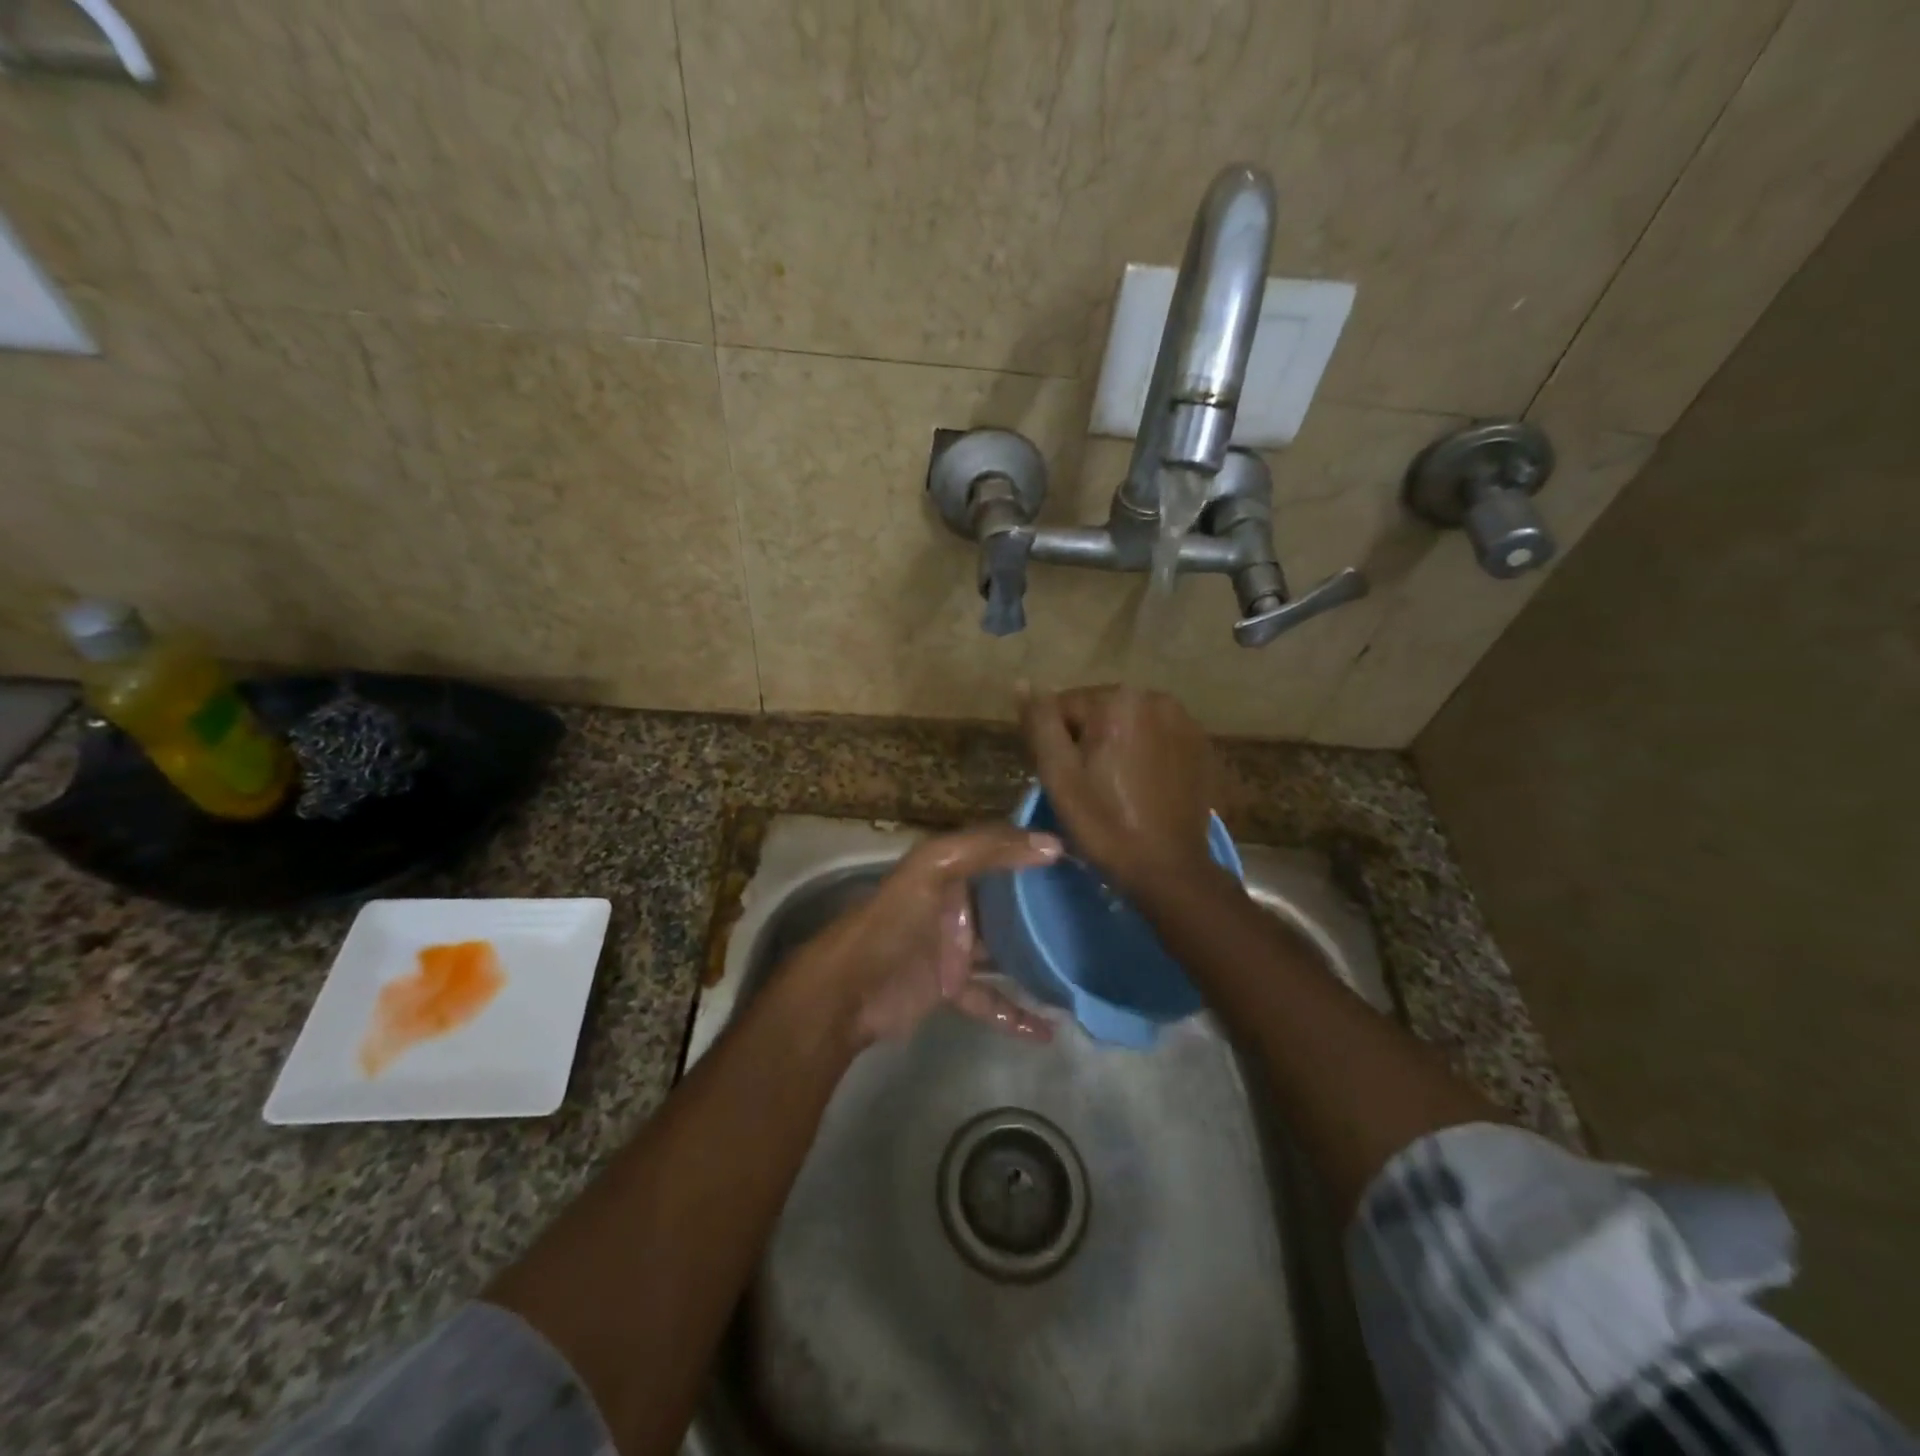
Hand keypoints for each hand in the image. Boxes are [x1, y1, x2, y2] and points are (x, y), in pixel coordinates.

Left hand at [784, 825, 1062, 1048]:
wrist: (847, 992)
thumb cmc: (892, 923)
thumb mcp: (934, 869)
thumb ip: (987, 850)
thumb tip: (1051, 844)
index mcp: (948, 870)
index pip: (998, 850)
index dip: (1032, 847)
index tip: (1080, 856)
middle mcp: (954, 905)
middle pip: (1007, 902)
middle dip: (1042, 904)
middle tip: (1092, 910)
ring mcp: (954, 949)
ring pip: (1004, 950)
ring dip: (1036, 958)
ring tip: (1080, 965)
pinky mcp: (950, 988)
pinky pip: (991, 998)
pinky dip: (1016, 1013)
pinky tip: (1049, 1029)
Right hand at [1019, 684, 1219, 894]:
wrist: (1167, 868)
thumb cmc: (1104, 823)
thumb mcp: (1058, 774)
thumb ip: (1040, 722)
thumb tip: (1024, 683)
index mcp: (1118, 700)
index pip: (1063, 705)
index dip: (1053, 742)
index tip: (1061, 777)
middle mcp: (1155, 697)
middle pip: (1098, 711)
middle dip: (1086, 739)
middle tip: (1085, 785)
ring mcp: (1184, 720)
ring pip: (1127, 723)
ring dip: (1115, 745)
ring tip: (1114, 786)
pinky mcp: (1199, 744)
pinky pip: (1155, 737)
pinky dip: (1142, 754)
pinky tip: (1141, 786)